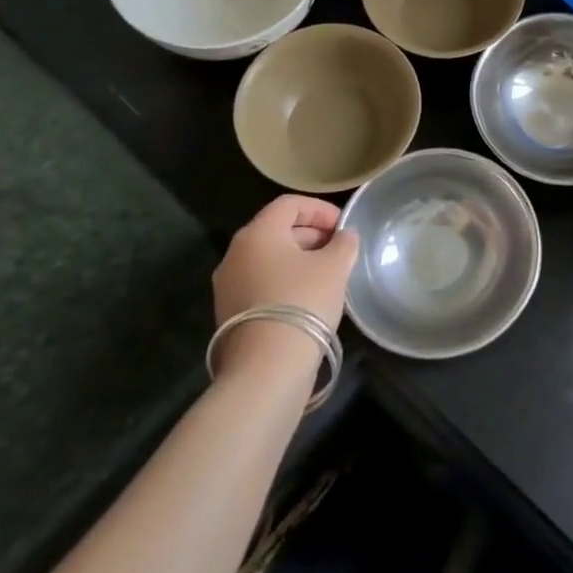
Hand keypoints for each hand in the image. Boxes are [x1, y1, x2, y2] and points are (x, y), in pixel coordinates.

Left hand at [212, 195, 359, 335]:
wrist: (266, 368)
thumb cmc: (303, 302)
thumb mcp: (335, 266)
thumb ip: (344, 243)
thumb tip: (345, 236)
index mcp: (258, 233)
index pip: (289, 204)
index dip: (320, 209)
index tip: (343, 227)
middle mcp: (235, 254)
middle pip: (277, 230)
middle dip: (311, 235)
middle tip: (339, 250)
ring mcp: (228, 285)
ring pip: (269, 259)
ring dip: (299, 260)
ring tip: (328, 276)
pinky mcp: (229, 313)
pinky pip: (261, 283)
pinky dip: (285, 281)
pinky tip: (308, 299)